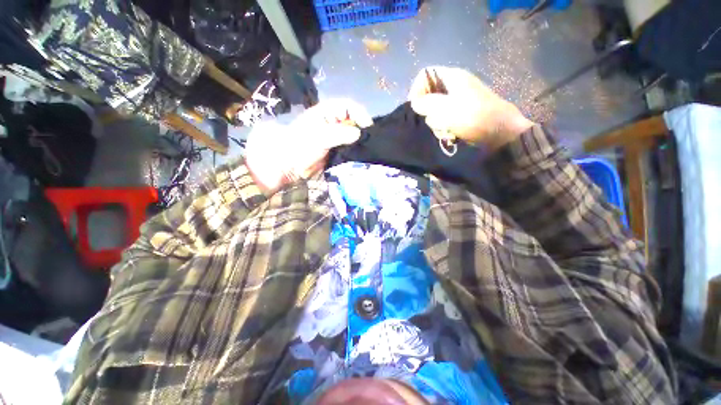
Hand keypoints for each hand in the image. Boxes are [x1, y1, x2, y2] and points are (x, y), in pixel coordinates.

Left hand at [245, 100, 371, 193]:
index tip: (367, 127)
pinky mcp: (336, 150)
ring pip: (352, 135)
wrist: (290, 167)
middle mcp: (332, 122)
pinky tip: (359, 155)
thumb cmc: (300, 146)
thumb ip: (339, 134)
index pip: (348, 106)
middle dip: (362, 128)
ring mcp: (335, 137)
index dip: (359, 113)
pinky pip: (349, 147)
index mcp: (326, 113)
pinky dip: (355, 150)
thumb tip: (358, 133)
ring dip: (359, 141)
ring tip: (366, 149)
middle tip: (369, 140)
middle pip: (353, 120)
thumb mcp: (319, 137)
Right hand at [408, 66, 534, 149]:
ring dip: (438, 124)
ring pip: (435, 111)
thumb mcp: (445, 108)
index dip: (417, 89)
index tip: (416, 107)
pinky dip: (445, 128)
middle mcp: (453, 86)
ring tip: (447, 131)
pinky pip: (444, 120)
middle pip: (428, 96)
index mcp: (451, 77)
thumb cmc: (472, 116)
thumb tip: (415, 103)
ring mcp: (458, 101)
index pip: (425, 75)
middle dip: (429, 113)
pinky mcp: (460, 114)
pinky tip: (451, 134)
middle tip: (437, 121)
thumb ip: (426, 103)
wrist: (499, 132)